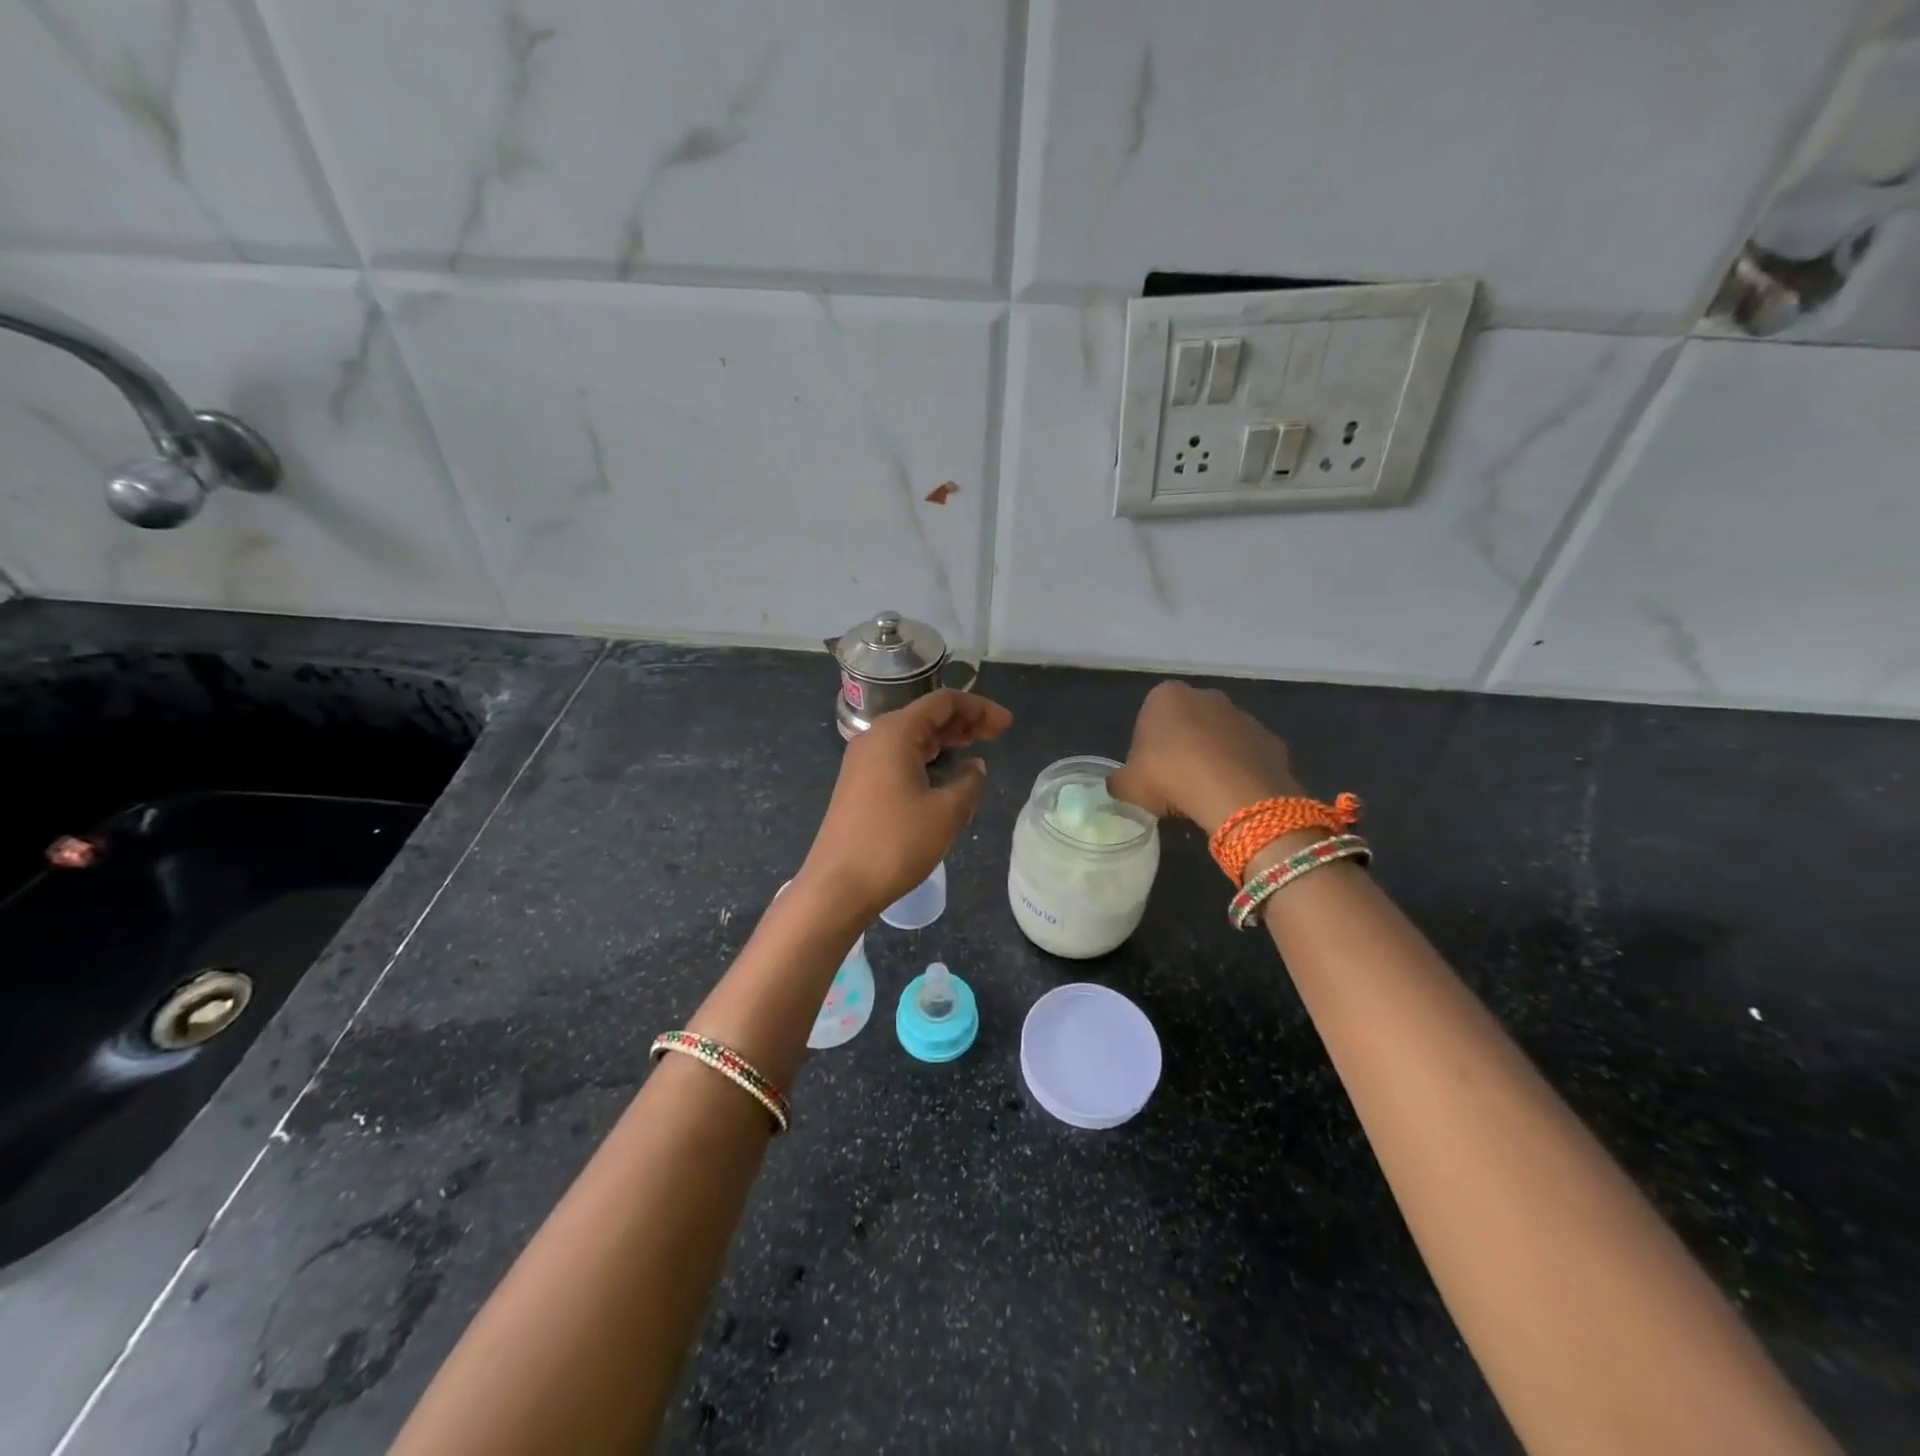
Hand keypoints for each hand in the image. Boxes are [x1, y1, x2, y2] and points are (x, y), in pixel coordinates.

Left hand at [797, 689, 1012, 917]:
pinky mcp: (858, 783)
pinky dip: (926, 755)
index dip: (980, 708)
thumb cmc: (895, 844)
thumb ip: (969, 782)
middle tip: (997, 734)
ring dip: (945, 737)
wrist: (838, 886)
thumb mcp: (946, 813)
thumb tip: (974, 766)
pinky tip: (943, 770)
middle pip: (926, 714)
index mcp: (895, 733)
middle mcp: (875, 737)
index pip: (943, 702)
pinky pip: (898, 755)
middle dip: (964, 720)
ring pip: (911, 735)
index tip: (1008, 724)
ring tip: (975, 746)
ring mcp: (862, 760)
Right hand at [1108, 681, 1302, 833]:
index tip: (1149, 774)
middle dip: (1182, 747)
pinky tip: (1231, 796)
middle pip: (1187, 723)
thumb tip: (1120, 784)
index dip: (1147, 748)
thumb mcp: (1128, 786)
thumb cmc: (1170, 778)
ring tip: (1205, 794)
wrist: (1236, 795)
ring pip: (1219, 738)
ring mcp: (1242, 716)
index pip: (1149, 717)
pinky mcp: (1270, 739)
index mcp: (1165, 696)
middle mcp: (1206, 696)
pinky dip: (1239, 772)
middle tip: (1175, 783)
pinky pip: (1247, 756)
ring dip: (1212, 759)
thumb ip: (1119, 781)